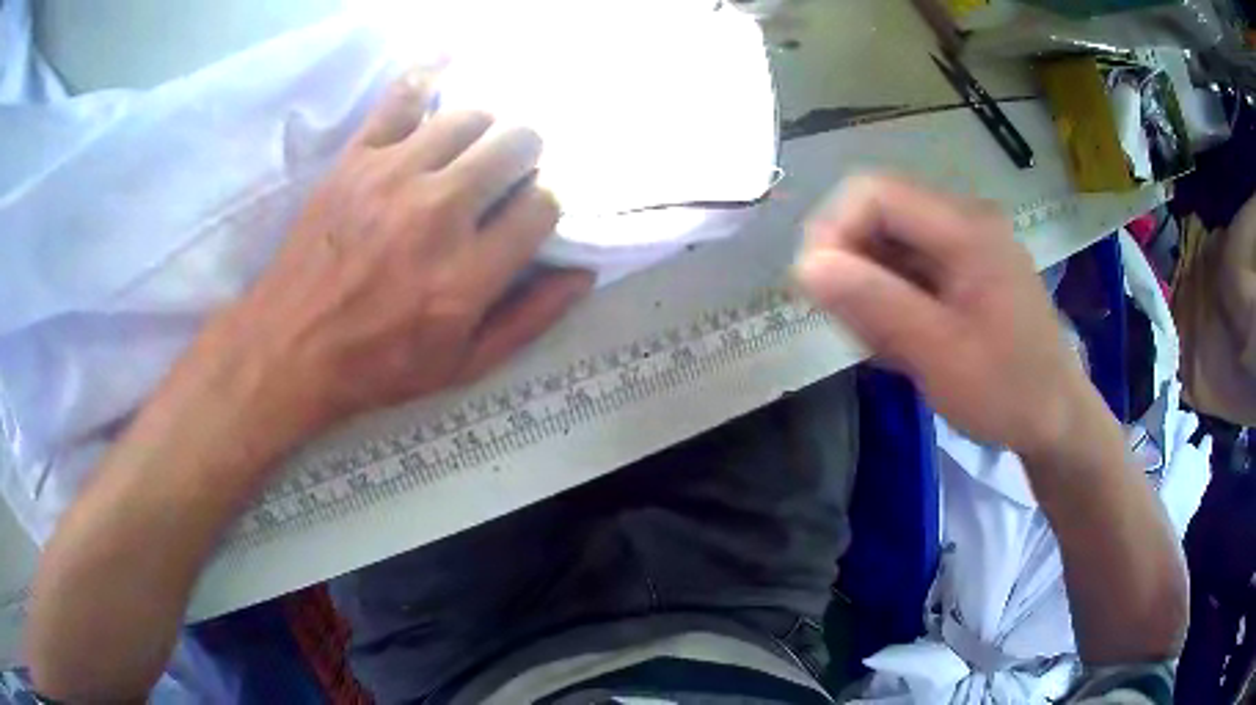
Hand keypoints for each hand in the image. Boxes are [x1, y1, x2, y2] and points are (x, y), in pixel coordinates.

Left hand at [206, 70, 592, 436]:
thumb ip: (528, 320)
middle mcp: (439, 213)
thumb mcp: (463, 366)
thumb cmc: (378, 365)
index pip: (542, 204)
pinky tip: (449, 61)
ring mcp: (394, 176)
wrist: (290, 347)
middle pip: (516, 145)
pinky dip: (430, 71)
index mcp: (468, 273)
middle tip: (505, 178)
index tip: (529, 214)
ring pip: (472, 116)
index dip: (545, 205)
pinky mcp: (357, 157)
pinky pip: (403, 94)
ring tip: (469, 152)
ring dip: (485, 131)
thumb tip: (583, 274)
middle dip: (525, 158)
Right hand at [794, 175, 1089, 456]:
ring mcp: (967, 246)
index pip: (874, 193)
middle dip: (853, 267)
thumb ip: (876, 305)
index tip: (813, 287)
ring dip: (871, 290)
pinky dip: (893, 302)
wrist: (1056, 420)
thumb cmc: (1007, 391)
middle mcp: (964, 222)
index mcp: (965, 228)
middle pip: (881, 217)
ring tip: (882, 347)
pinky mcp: (966, 271)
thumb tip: (806, 264)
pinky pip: (911, 269)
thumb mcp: (939, 355)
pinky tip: (902, 345)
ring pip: (891, 245)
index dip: (833, 229)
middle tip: (852, 329)